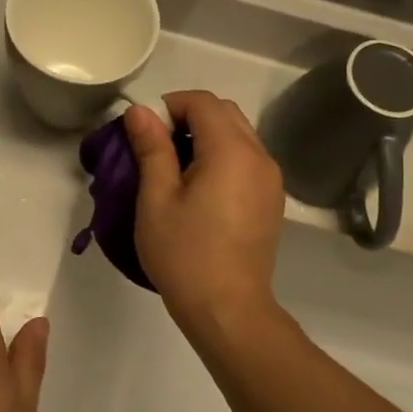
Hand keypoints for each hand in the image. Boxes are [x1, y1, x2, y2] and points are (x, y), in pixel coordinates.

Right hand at [124, 92, 284, 329]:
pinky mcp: (272, 200)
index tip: (144, 130)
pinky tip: (201, 190)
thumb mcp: (156, 199)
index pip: (203, 102)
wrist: (228, 309)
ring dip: (207, 137)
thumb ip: (151, 148)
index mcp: (231, 151)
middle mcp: (260, 156)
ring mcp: (271, 180)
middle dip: (189, 118)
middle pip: (225, 113)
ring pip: (239, 135)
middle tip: (157, 148)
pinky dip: (223, 157)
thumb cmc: (184, 254)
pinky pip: (248, 160)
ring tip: (176, 170)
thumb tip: (140, 111)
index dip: (170, 105)